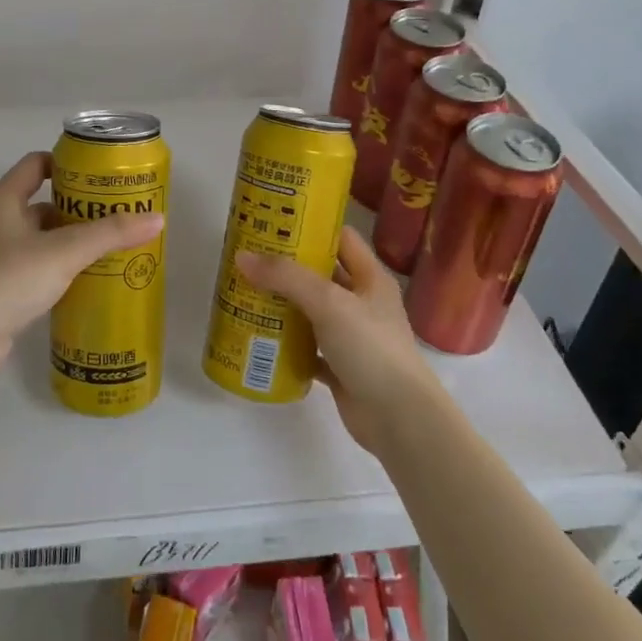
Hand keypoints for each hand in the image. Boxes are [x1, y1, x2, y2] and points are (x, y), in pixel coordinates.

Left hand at [0, 152, 164, 375]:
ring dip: (69, 240)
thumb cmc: (9, 279)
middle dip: (77, 207)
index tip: (100, 175)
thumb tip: (157, 219)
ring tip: (108, 247)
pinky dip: (58, 267)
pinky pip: (34, 266)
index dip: (66, 164)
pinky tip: (85, 279)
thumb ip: (110, 234)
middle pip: (41, 202)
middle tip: (115, 214)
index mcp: (3, 200)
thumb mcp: (65, 251)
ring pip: (39, 238)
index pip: (36, 164)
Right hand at [236, 227, 441, 452]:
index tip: (274, 222)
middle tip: (249, 258)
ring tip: (245, 293)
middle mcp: (362, 303)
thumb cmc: (370, 347)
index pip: (341, 239)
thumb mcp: (328, 302)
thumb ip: (286, 278)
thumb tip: (242, 257)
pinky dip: (287, 344)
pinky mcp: (340, 368)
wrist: (399, 419)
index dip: (311, 227)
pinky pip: (307, 349)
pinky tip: (260, 338)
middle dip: (287, 268)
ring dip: (283, 306)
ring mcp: (352, 337)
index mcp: (370, 278)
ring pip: (311, 313)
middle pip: (320, 276)